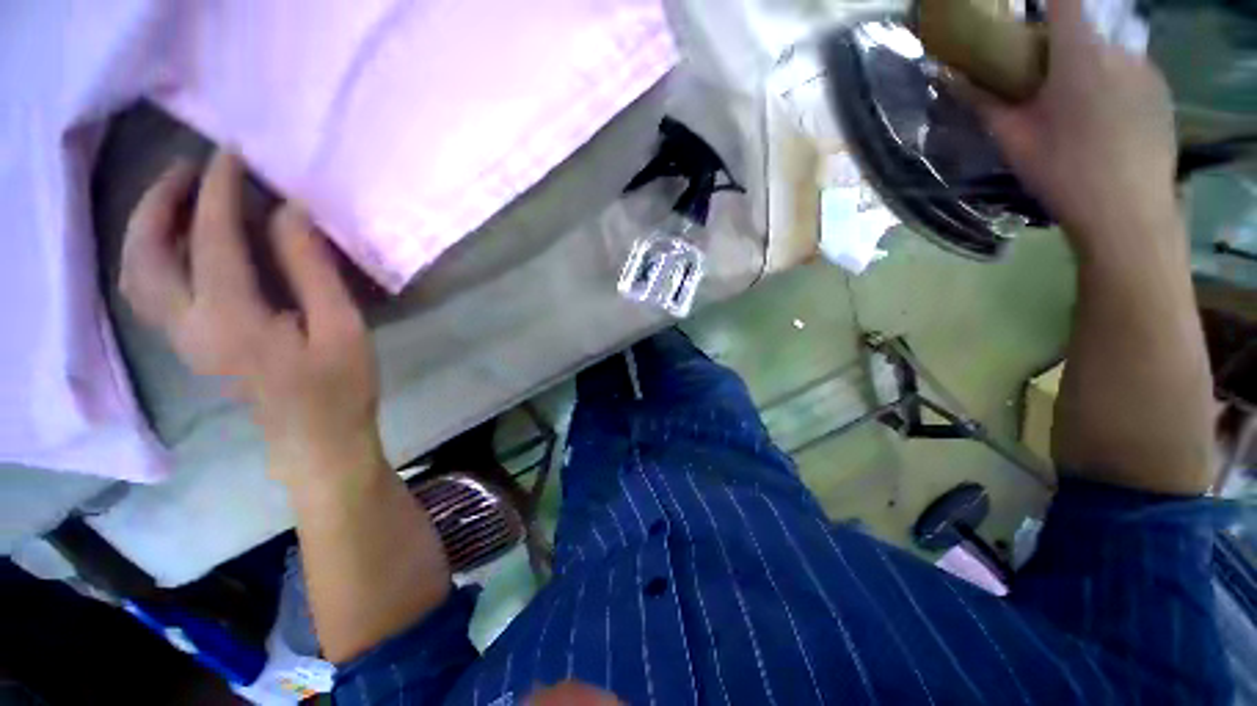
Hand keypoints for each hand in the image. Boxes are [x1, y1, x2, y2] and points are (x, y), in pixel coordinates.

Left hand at [120, 150, 382, 484]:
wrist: (316, 439)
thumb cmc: (339, 386)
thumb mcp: (341, 327)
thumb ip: (312, 270)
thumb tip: (289, 212)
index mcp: (232, 319)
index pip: (212, 239)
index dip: (219, 191)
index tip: (232, 155)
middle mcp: (189, 325)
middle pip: (146, 253)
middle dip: (161, 201)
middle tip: (190, 169)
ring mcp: (183, 338)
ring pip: (137, 272)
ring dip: (148, 226)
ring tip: (178, 197)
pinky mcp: (190, 345)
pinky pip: (150, 289)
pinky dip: (153, 253)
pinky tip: (179, 243)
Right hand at [962, 0, 1179, 247]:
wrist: (1127, 212)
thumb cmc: (1063, 171)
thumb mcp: (1012, 139)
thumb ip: (982, 101)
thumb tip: (947, 77)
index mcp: (1079, 53)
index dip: (1044, 0)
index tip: (1026, 10)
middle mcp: (1119, 48)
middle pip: (1086, 25)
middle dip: (1063, 42)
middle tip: (1045, 77)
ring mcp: (1147, 69)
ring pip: (1110, 49)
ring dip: (1090, 63)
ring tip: (1077, 106)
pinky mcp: (1162, 91)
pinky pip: (1132, 71)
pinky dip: (1114, 81)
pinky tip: (1105, 119)